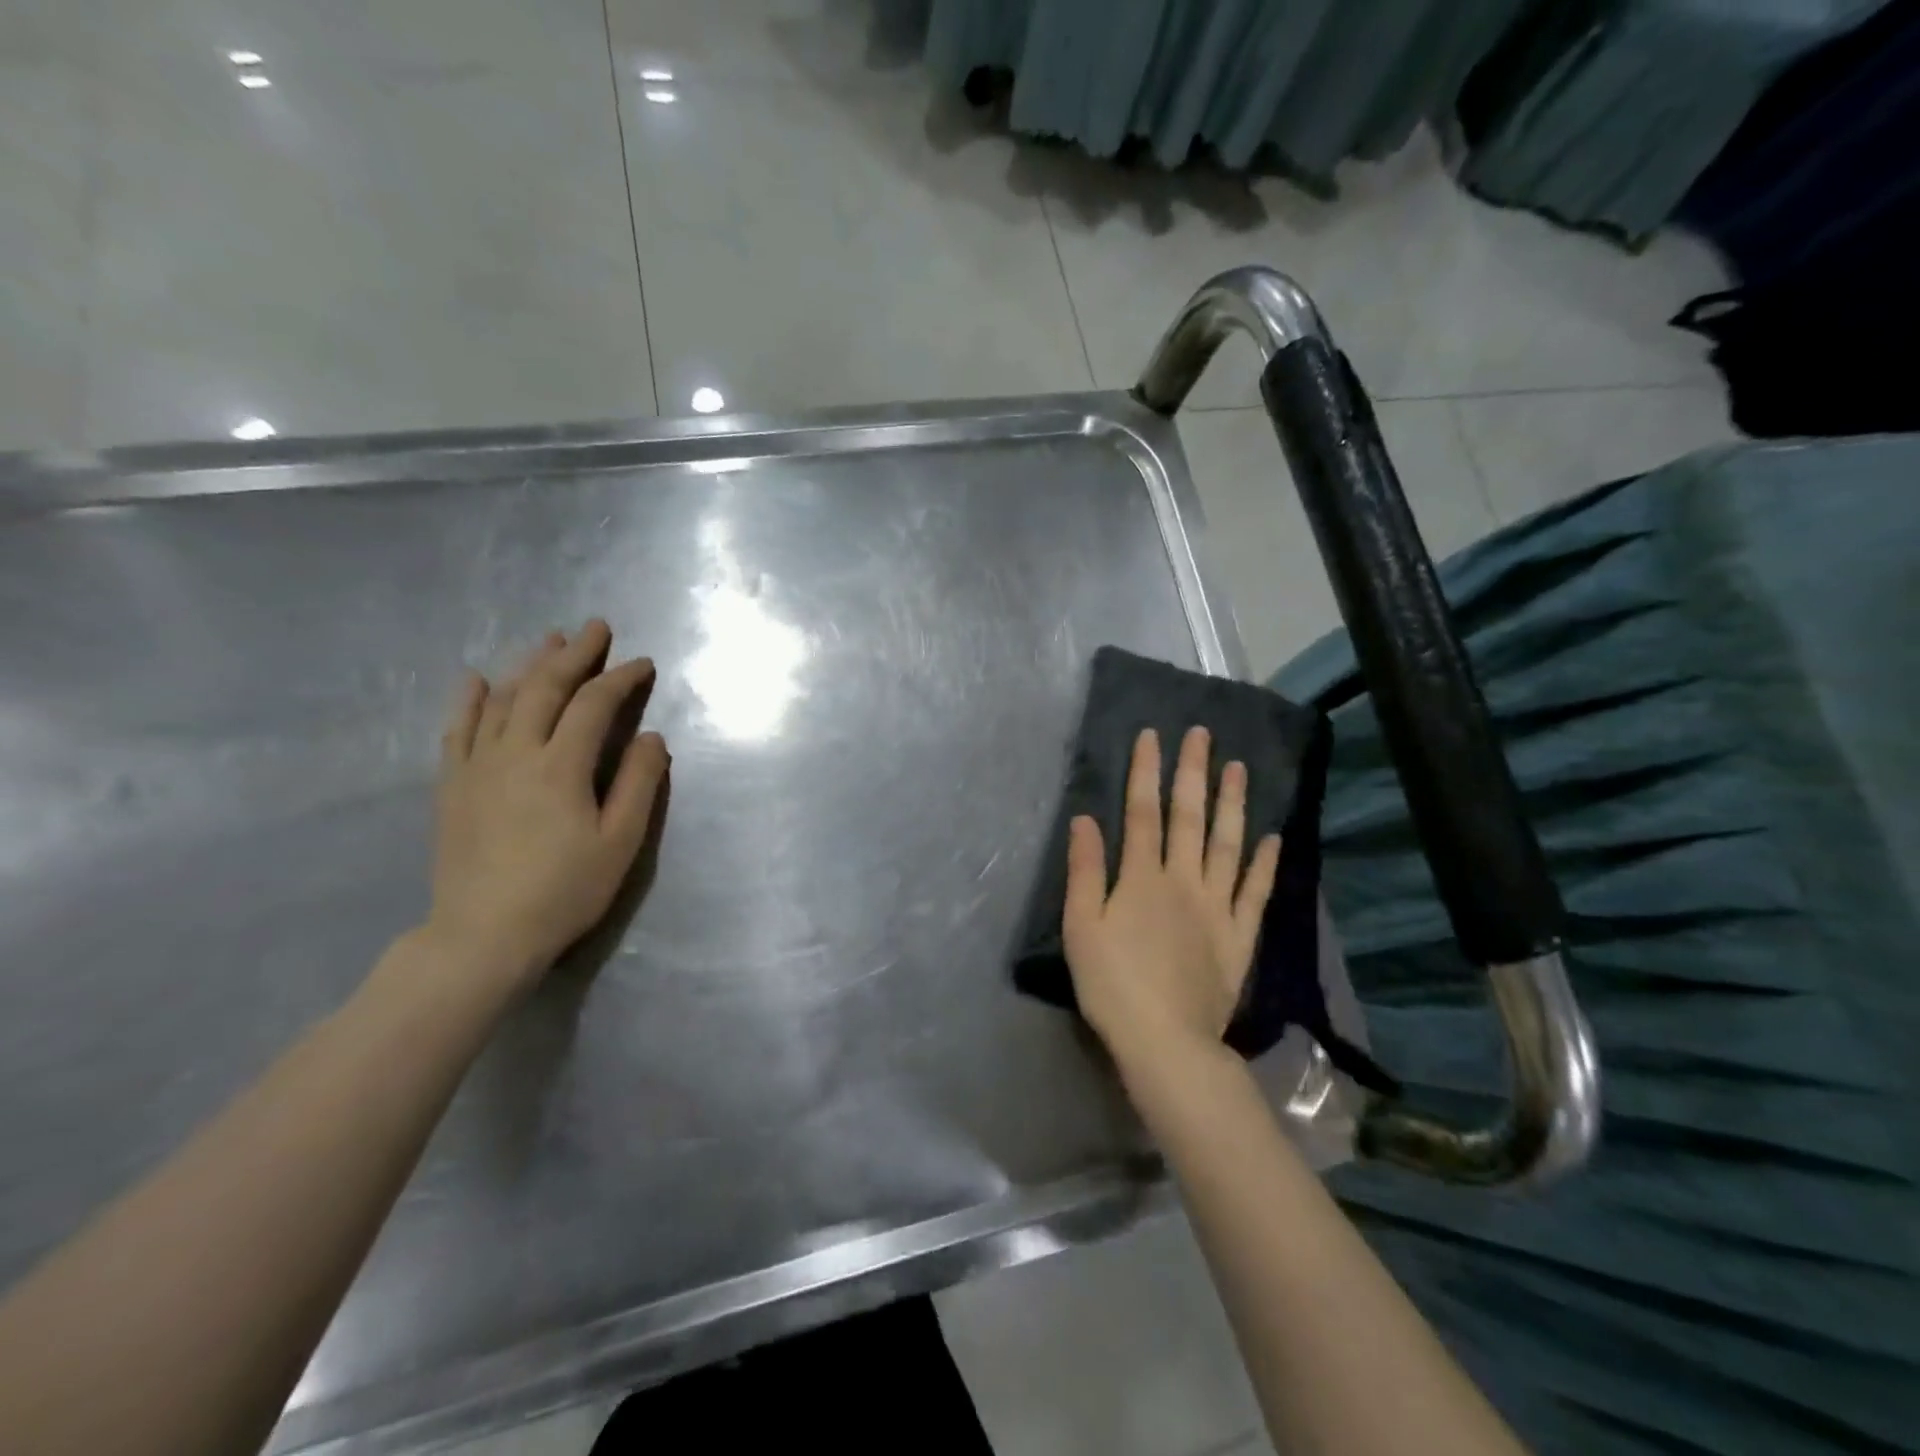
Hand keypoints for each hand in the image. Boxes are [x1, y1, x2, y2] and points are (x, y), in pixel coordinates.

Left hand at [429, 619, 668, 988]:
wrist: (482, 935)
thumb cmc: (564, 890)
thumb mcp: (620, 841)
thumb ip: (639, 783)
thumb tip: (651, 735)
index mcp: (561, 766)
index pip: (593, 704)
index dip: (620, 678)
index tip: (643, 664)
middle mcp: (515, 752)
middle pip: (545, 688)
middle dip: (575, 654)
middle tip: (596, 628)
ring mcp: (477, 766)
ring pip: (502, 699)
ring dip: (529, 665)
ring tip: (551, 642)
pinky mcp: (452, 785)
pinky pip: (457, 729)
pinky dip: (470, 699)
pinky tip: (478, 678)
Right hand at [1062, 726, 1279, 1072]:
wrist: (1164, 1040)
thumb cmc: (1112, 983)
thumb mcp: (1081, 927)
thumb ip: (1084, 871)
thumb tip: (1085, 819)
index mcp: (1141, 878)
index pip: (1142, 812)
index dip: (1146, 772)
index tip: (1153, 736)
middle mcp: (1183, 881)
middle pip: (1189, 818)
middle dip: (1193, 773)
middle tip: (1203, 735)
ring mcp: (1217, 907)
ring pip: (1227, 845)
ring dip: (1233, 804)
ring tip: (1240, 769)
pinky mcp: (1239, 936)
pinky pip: (1255, 893)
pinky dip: (1265, 864)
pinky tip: (1272, 838)